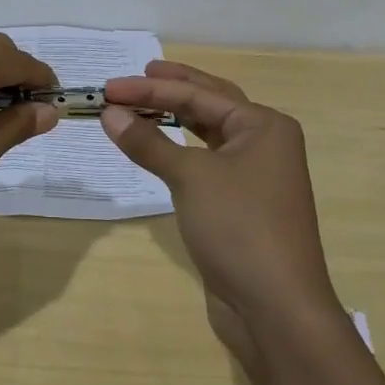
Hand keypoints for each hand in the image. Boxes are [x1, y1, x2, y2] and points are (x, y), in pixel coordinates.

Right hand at [99, 61, 338, 369]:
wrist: (275, 309)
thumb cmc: (239, 228)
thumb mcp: (189, 177)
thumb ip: (148, 142)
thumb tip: (110, 113)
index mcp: (264, 126)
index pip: (199, 94)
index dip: (150, 89)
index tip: (108, 87)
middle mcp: (264, 143)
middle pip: (210, 103)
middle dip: (172, 88)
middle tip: (138, 74)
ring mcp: (255, 175)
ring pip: (208, 133)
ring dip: (174, 117)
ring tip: (143, 103)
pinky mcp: (241, 204)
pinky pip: (205, 161)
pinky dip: (178, 149)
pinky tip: (159, 146)